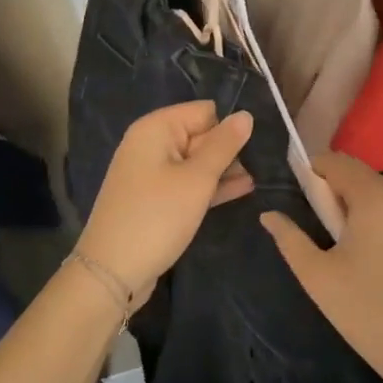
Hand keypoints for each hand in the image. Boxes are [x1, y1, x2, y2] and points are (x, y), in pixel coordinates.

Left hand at [77, 101, 253, 296]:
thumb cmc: (157, 217)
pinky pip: (187, 184)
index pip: (204, 112)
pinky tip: (243, 189)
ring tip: (263, 176)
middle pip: (200, 135)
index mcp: (155, 129)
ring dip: (224, 170)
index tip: (260, 143)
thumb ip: (224, 146)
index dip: (230, 126)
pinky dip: (210, 187)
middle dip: (230, 149)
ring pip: (196, 162)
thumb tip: (246, 115)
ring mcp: (151, 174)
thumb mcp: (197, 180)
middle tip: (268, 162)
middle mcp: (150, 144)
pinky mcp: (155, 199)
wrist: (114, 270)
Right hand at [261, 152, 382, 382]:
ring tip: (337, 244)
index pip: (336, 161)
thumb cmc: (366, 311)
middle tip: (315, 228)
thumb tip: (269, 215)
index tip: (296, 200)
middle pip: (357, 174)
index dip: (311, 172)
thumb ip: (289, 238)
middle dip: (331, 190)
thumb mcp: (317, 275)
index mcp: (375, 198)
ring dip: (351, 205)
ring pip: (375, 191)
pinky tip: (364, 253)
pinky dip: (372, 217)